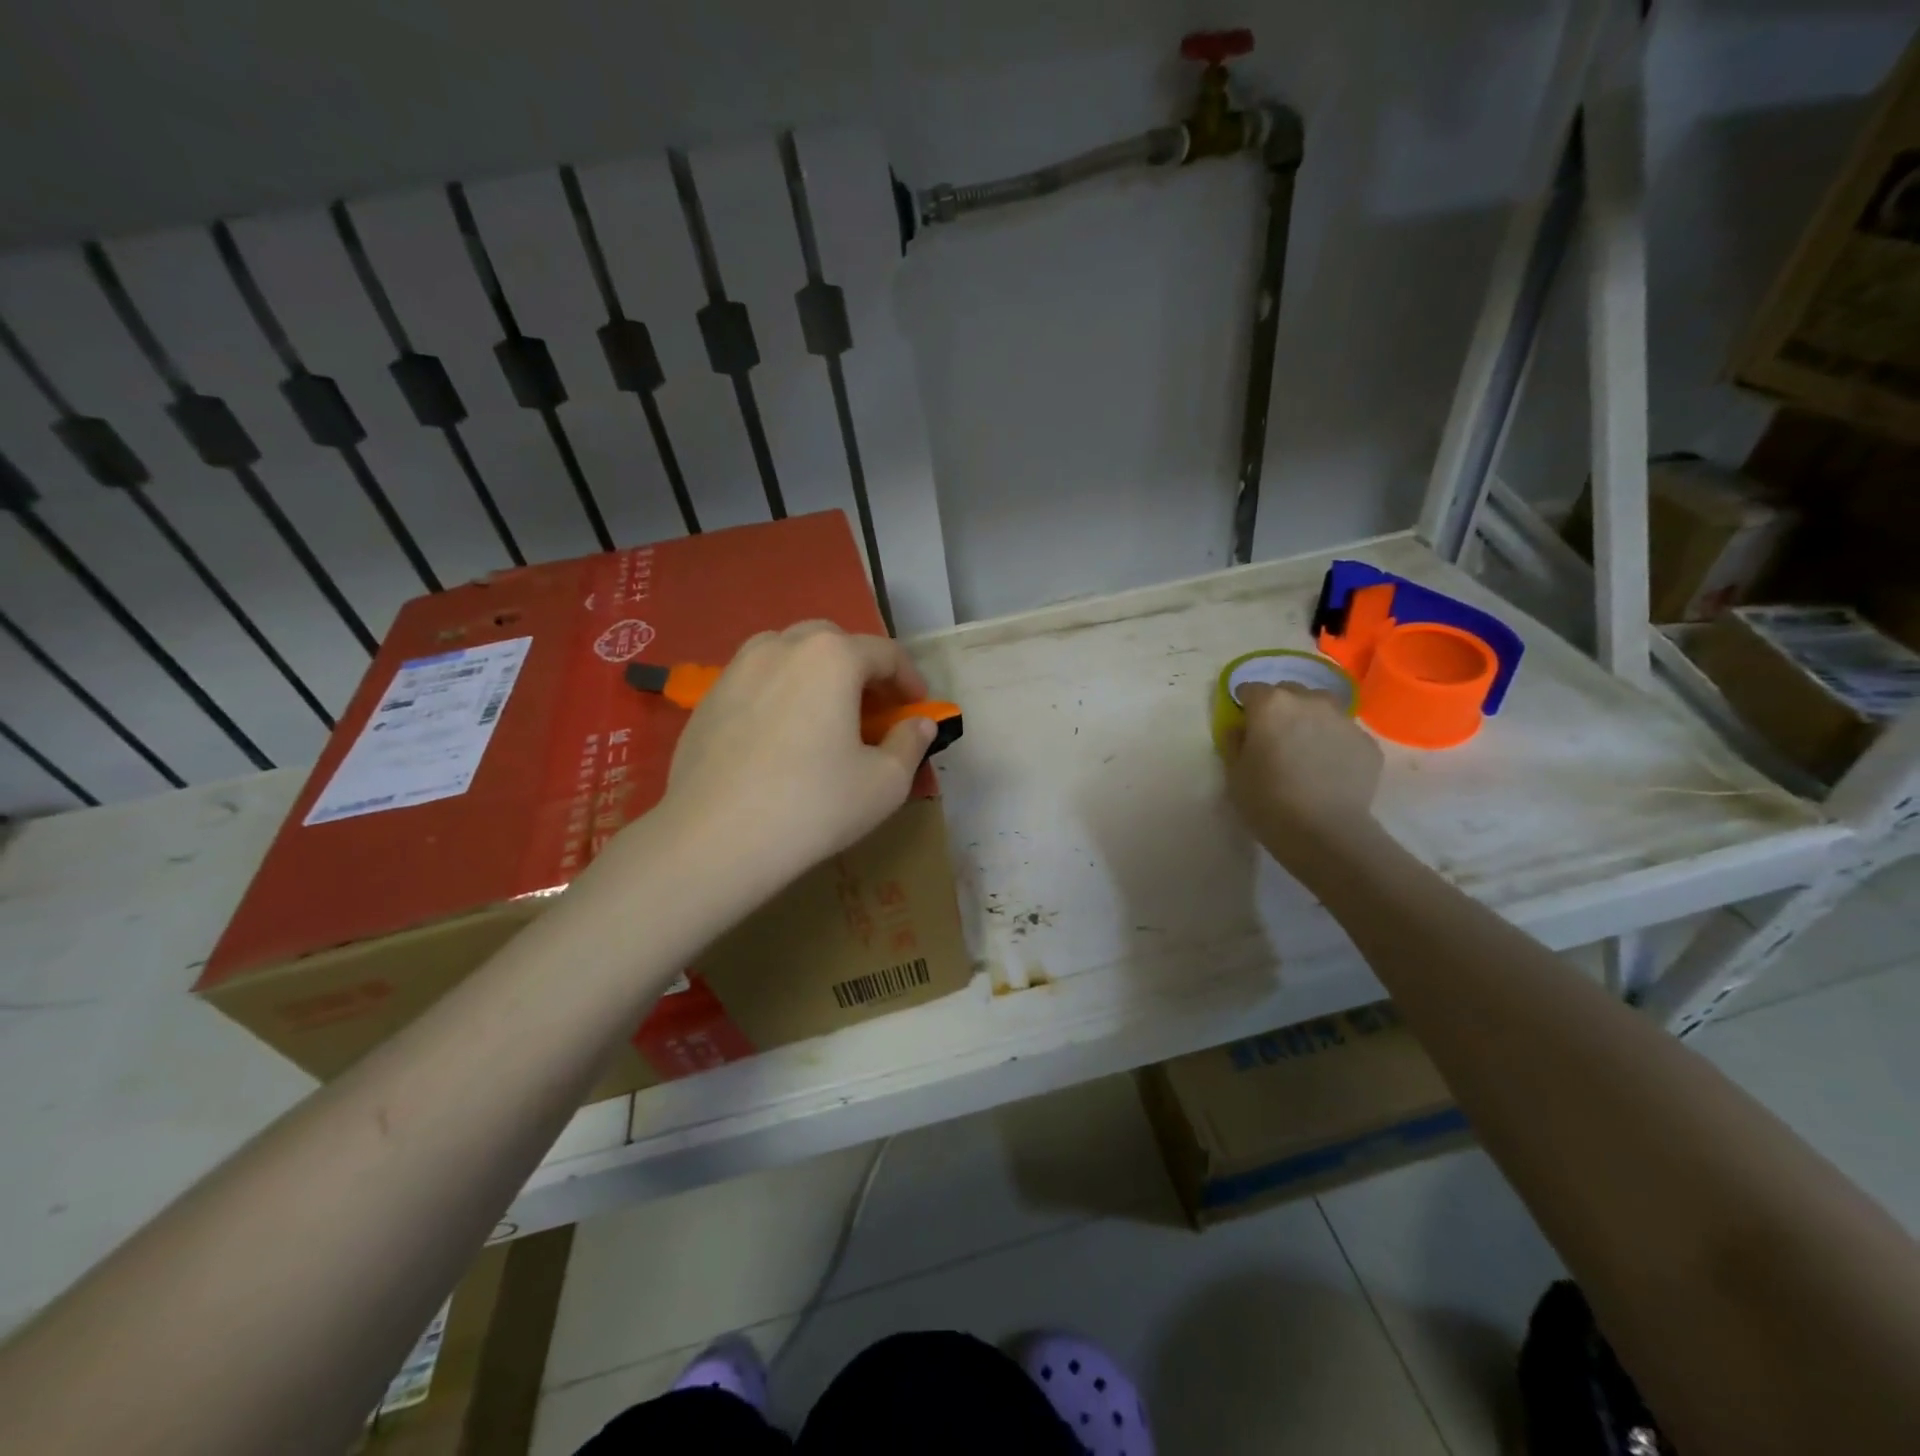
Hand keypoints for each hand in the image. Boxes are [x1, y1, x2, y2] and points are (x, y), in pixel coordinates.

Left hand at [658, 622, 936, 890]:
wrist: (714, 839)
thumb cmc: (813, 806)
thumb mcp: (885, 783)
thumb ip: (910, 743)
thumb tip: (919, 724)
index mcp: (832, 657)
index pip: (885, 653)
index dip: (910, 680)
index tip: (919, 709)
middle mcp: (782, 646)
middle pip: (833, 641)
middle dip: (861, 667)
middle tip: (872, 708)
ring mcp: (737, 668)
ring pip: (788, 652)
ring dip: (816, 672)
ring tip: (824, 713)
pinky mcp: (708, 698)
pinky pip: (756, 679)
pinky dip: (779, 691)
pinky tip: (780, 734)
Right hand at [1225, 683, 1382, 862]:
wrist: (1325, 832)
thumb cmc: (1267, 801)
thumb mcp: (1234, 773)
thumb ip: (1234, 742)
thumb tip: (1240, 728)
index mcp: (1271, 704)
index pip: (1251, 689)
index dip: (1245, 706)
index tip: (1244, 726)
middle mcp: (1309, 701)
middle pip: (1289, 692)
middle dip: (1279, 708)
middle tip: (1275, 738)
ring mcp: (1343, 719)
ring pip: (1322, 707)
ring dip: (1310, 719)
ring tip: (1306, 749)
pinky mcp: (1367, 742)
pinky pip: (1344, 733)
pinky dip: (1334, 742)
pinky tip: (1329, 769)